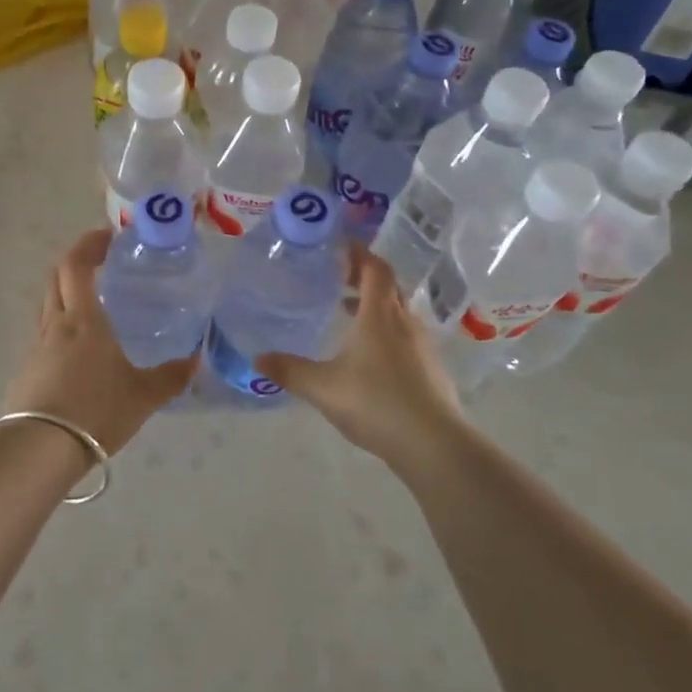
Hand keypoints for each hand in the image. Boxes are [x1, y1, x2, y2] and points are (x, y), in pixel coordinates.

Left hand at [2, 228, 197, 455]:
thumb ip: (171, 376)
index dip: (89, 244)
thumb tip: (195, 359)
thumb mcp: (143, 396)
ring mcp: (37, 346)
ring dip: (67, 292)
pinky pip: (44, 333)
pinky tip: (78, 348)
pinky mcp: (27, 368)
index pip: (76, 265)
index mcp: (83, 320)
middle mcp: (56, 324)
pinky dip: (61, 324)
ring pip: (48, 304)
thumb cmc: (96, 412)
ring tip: (94, 303)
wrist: (41, 449)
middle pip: (56, 277)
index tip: (108, 236)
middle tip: (101, 261)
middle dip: (76, 261)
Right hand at [256, 248, 464, 473]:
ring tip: (348, 315)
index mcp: (380, 315)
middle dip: (364, 278)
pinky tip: (369, 357)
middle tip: (338, 278)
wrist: (434, 445)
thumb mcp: (323, 387)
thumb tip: (257, 359)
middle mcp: (404, 323)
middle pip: (388, 287)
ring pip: (398, 314)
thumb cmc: (376, 402)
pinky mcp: (431, 371)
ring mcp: (422, 347)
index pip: (375, 269)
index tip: (340, 246)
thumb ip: (290, 371)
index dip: (359, 254)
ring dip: (375, 307)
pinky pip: (406, 338)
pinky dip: (386, 333)